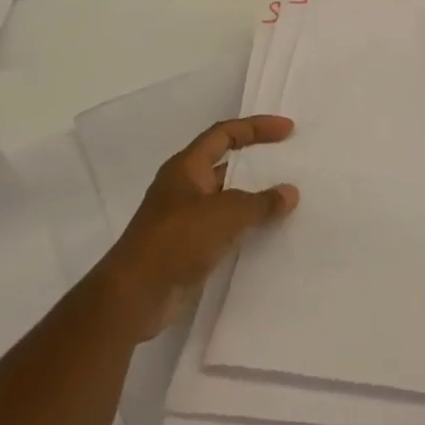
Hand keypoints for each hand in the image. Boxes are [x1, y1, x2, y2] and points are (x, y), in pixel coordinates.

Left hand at [106, 116, 299, 341]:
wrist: (134, 297)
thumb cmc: (176, 240)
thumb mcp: (226, 214)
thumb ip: (261, 202)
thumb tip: (290, 193)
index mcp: (186, 167)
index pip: (224, 134)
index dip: (256, 127)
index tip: (287, 130)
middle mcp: (184, 187)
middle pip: (225, 164)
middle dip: (257, 161)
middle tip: (290, 161)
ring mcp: (184, 218)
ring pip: (226, 197)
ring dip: (253, 196)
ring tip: (286, 198)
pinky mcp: (187, 247)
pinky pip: (224, 227)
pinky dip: (245, 225)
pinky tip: (268, 232)